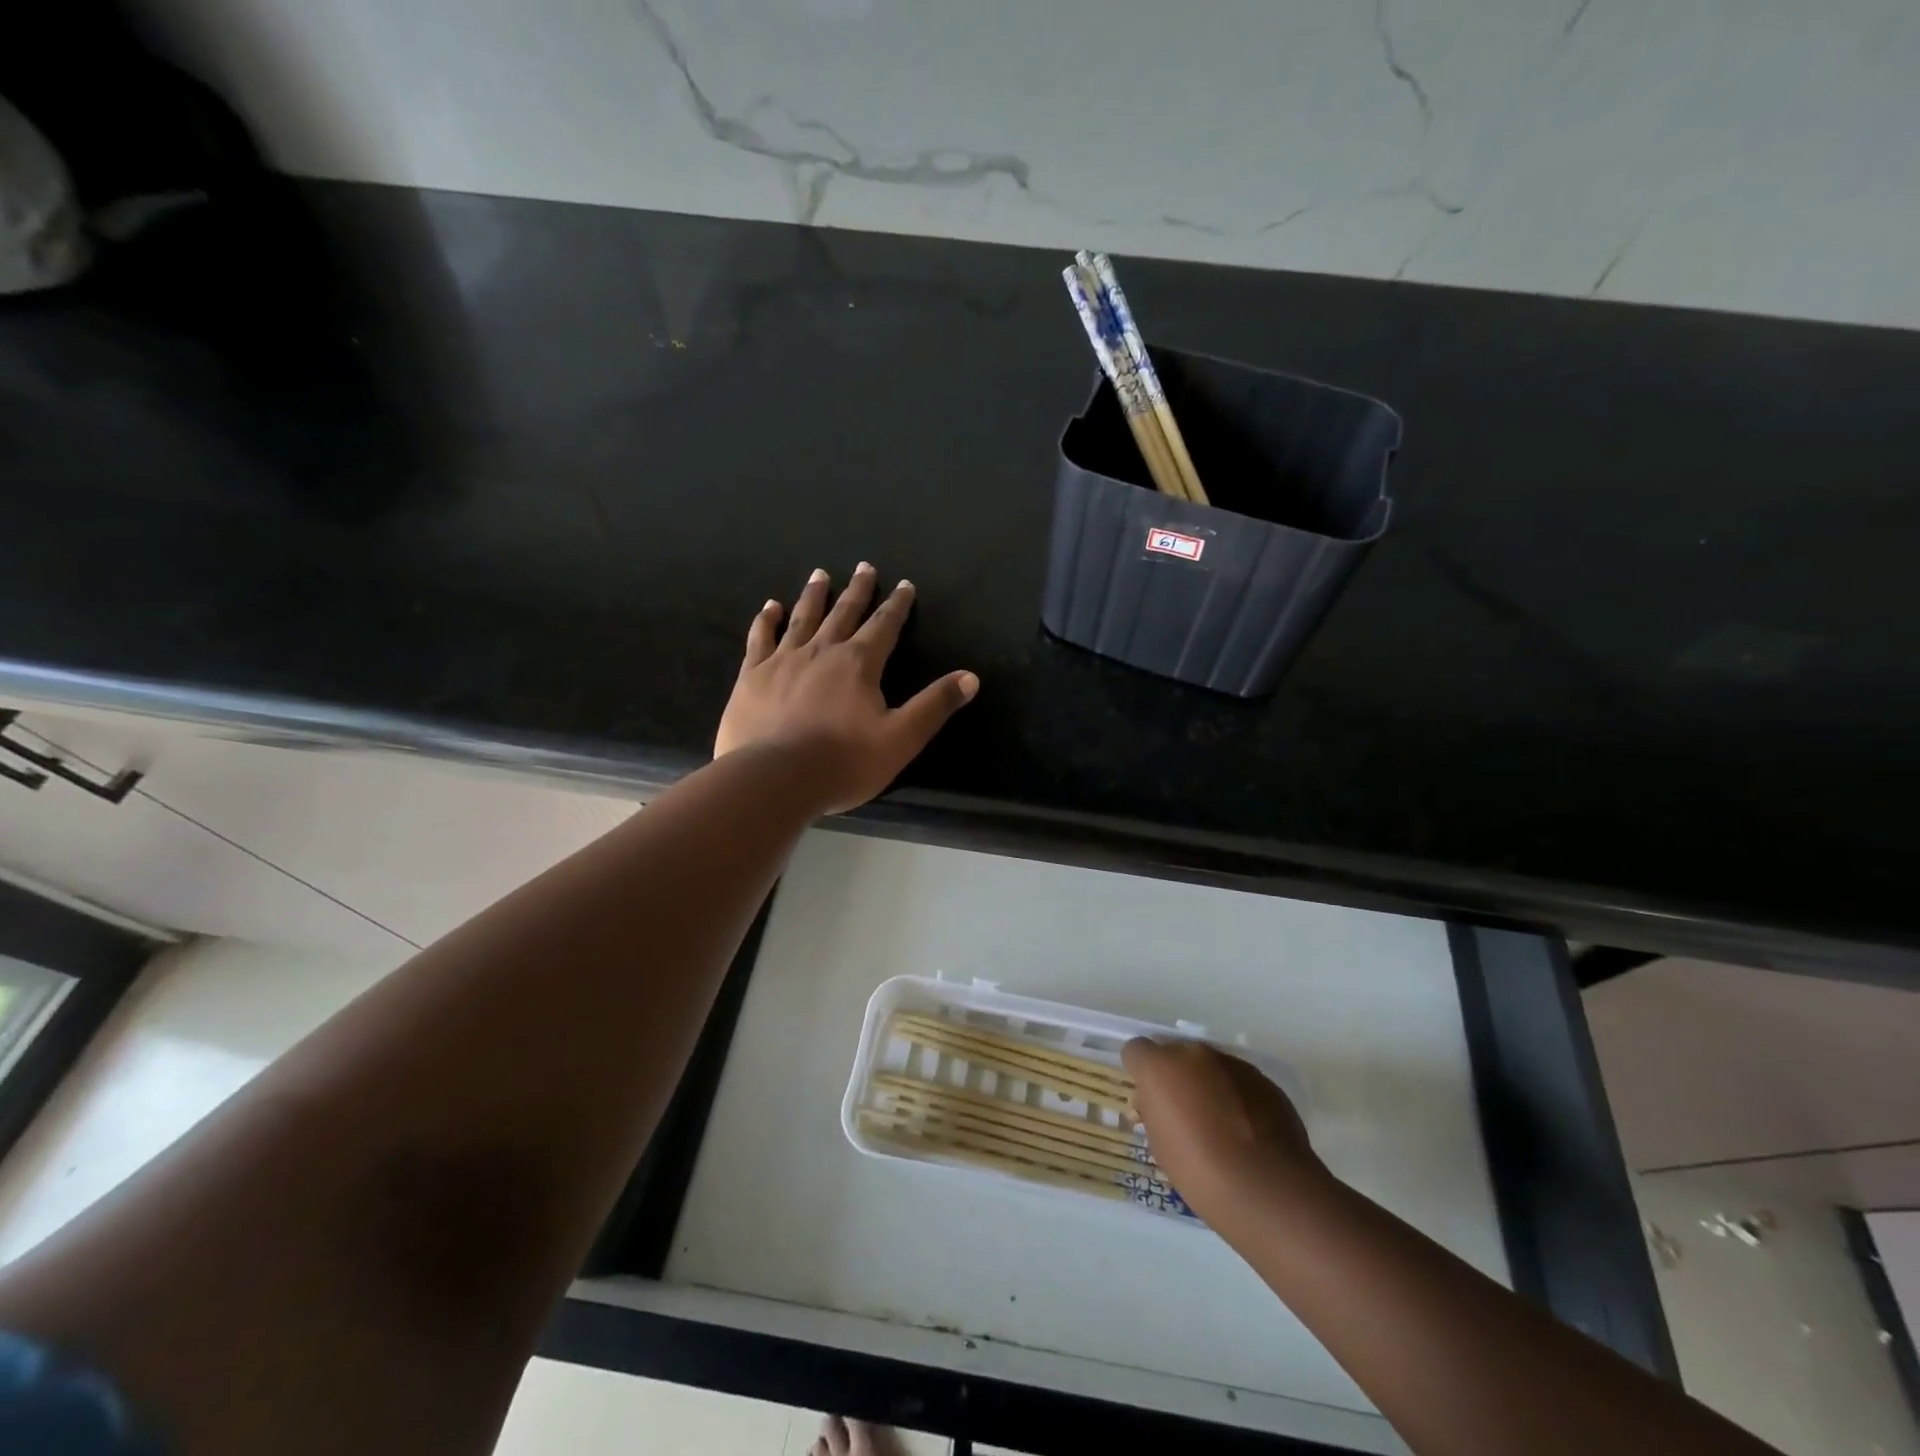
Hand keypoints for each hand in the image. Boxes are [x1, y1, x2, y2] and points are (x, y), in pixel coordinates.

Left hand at [715, 563, 978, 814]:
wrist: (774, 779)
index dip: (897, 605)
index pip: (884, 626)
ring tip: (820, 574)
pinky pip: (761, 638)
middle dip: (858, 590)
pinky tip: (770, 607)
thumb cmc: (844, 762)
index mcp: (859, 664)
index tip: (904, 585)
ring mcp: (783, 660)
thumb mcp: (901, 739)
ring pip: (803, 618)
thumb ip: (934, 705)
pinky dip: (767, 620)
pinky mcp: (752, 676)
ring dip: (814, 595)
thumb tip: (970, 677)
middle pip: (844, 612)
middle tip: (864, 566)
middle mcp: (822, 651)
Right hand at [1124, 1037, 1323, 1222]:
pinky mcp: (1264, 1080)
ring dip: (1208, 1085)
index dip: (1140, 1073)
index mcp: (1160, 1067)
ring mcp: (1232, 1063)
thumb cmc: (1200, 1172)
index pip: (1136, 1050)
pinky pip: (1239, 1081)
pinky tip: (1246, 1132)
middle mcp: (1194, 1054)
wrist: (1267, 1189)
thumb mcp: (1160, 1146)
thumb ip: (1153, 1113)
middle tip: (1184, 1115)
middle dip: (1176, 1078)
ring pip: (1209, 1066)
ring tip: (1220, 1126)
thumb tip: (1157, 1106)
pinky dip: (1237, 1097)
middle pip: (1176, 1054)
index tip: (1149, 1100)